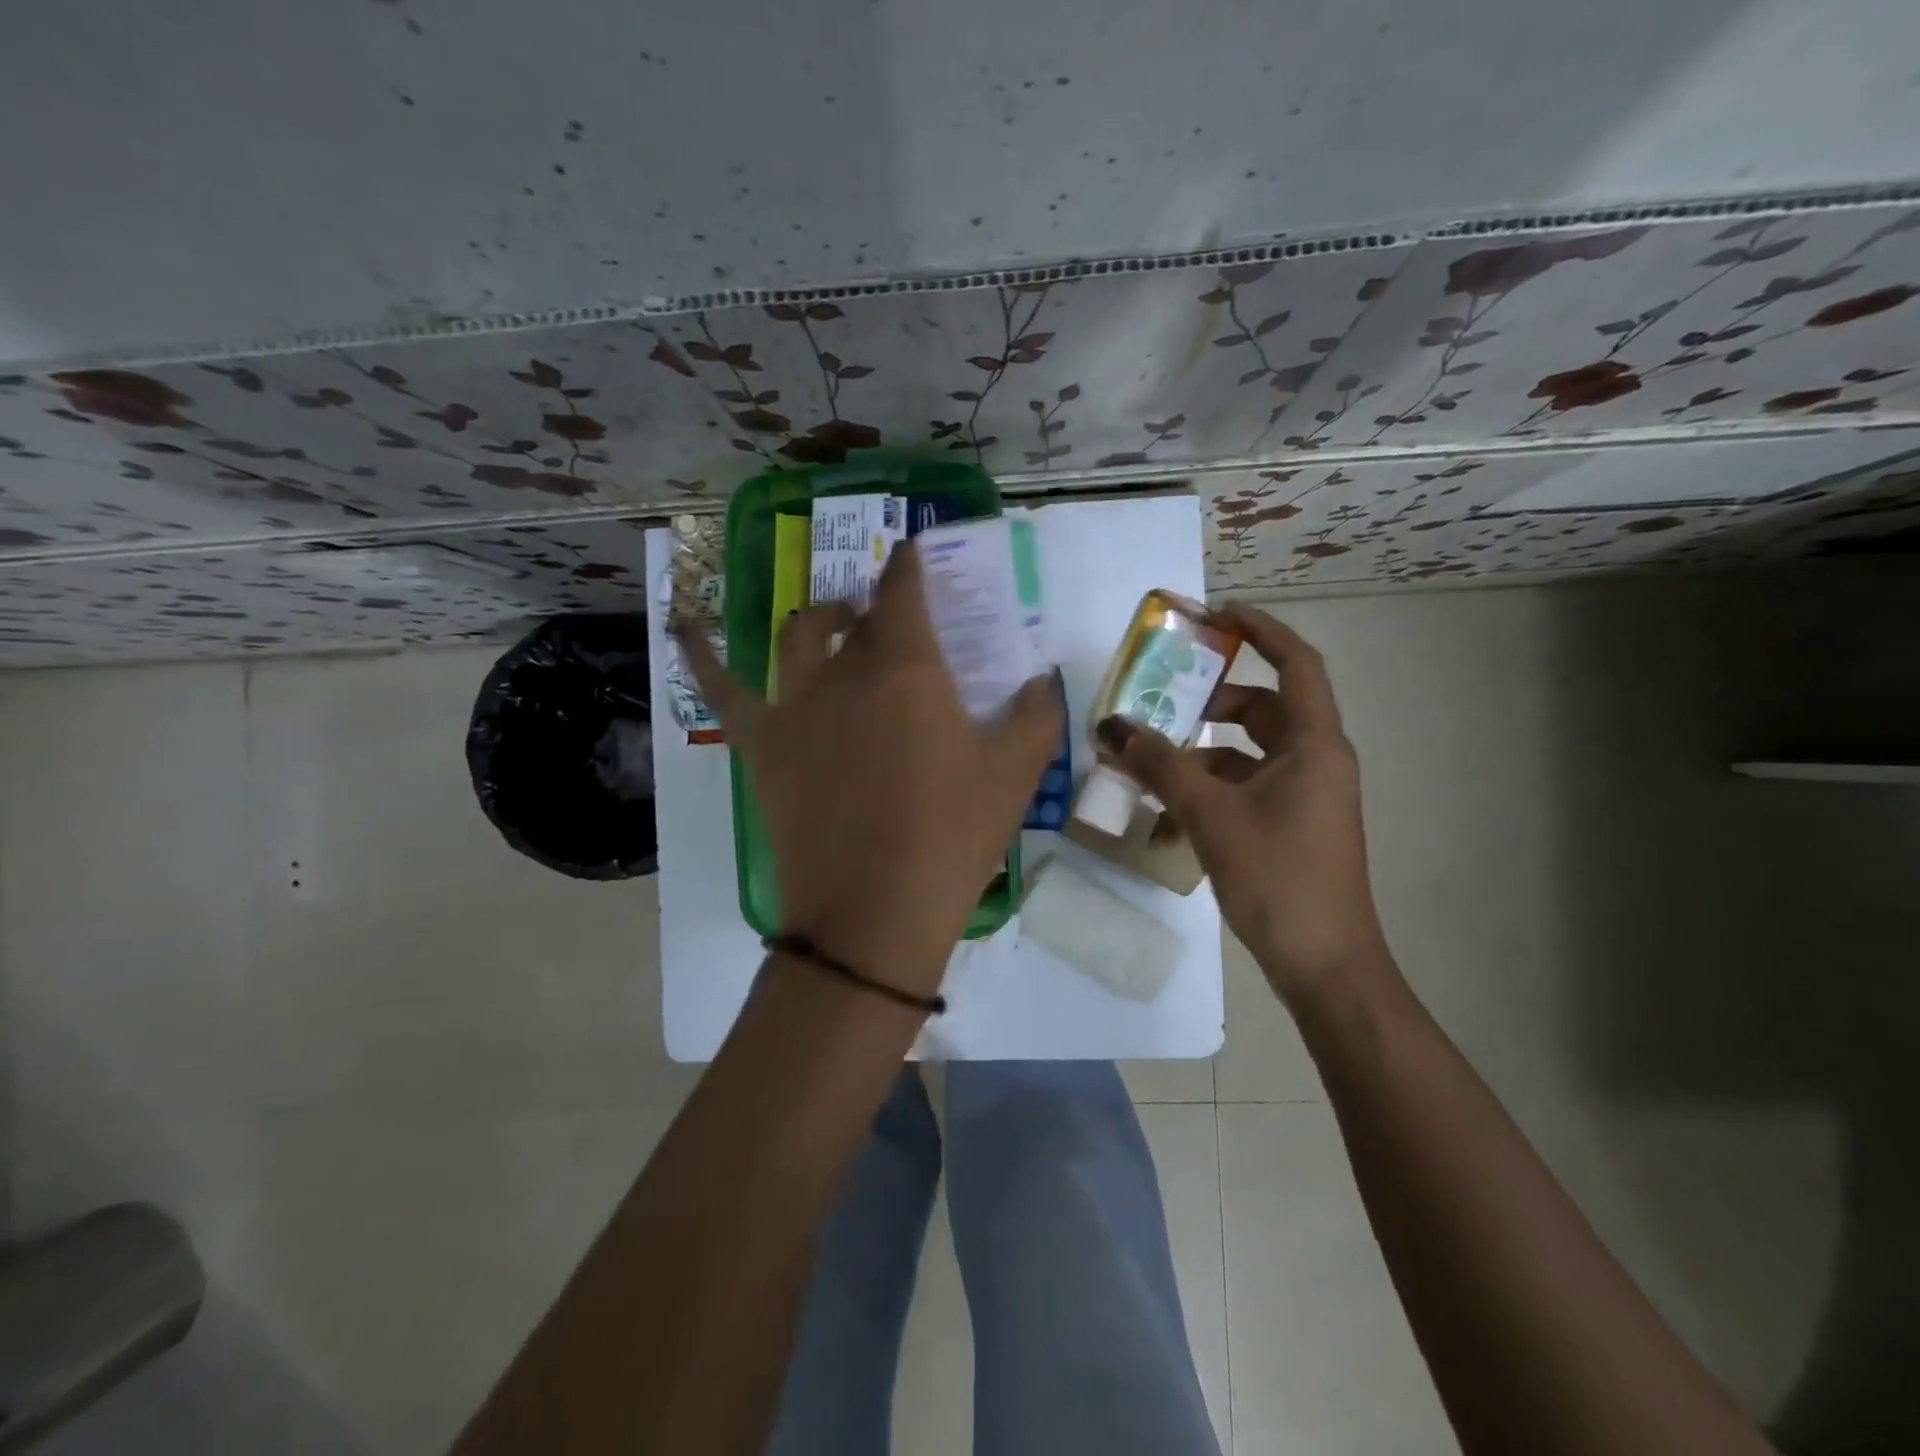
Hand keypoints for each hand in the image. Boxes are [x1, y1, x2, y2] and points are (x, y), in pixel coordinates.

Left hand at [679, 542, 1061, 998]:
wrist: (873, 913)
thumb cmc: (950, 838)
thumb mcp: (1015, 775)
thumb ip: (1036, 714)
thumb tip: (1038, 679)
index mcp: (907, 669)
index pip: (904, 591)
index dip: (910, 565)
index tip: (916, 556)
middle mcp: (845, 671)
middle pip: (857, 616)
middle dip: (877, 608)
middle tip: (896, 625)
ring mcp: (795, 706)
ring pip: (798, 635)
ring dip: (822, 621)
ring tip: (836, 627)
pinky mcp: (762, 745)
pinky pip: (721, 688)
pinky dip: (700, 652)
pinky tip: (684, 625)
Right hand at [1097, 603, 1388, 1003]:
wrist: (1324, 966)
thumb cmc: (1277, 878)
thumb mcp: (1210, 816)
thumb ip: (1160, 766)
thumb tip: (1112, 726)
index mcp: (1314, 744)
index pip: (1296, 663)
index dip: (1260, 630)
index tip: (1215, 614)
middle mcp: (1315, 761)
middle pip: (1262, 708)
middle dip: (1210, 704)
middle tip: (1163, 702)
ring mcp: (1304, 796)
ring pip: (1246, 755)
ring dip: (1198, 759)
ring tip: (1148, 771)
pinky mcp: (1289, 826)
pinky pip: (1244, 792)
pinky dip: (1207, 797)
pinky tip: (1167, 828)